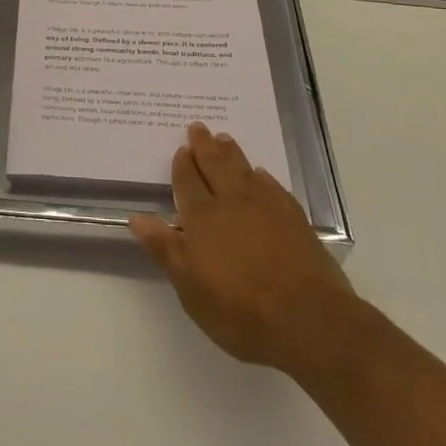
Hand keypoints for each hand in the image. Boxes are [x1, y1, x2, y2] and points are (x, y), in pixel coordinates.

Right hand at [129, 123, 362, 376]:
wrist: (308, 319)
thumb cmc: (240, 308)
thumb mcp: (191, 288)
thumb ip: (165, 249)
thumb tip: (136, 217)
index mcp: (203, 217)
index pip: (187, 182)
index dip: (182, 164)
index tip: (181, 148)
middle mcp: (232, 202)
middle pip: (215, 165)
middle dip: (204, 146)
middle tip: (198, 127)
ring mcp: (266, 207)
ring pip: (243, 169)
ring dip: (231, 153)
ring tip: (224, 138)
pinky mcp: (293, 218)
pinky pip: (272, 186)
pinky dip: (261, 176)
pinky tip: (260, 174)